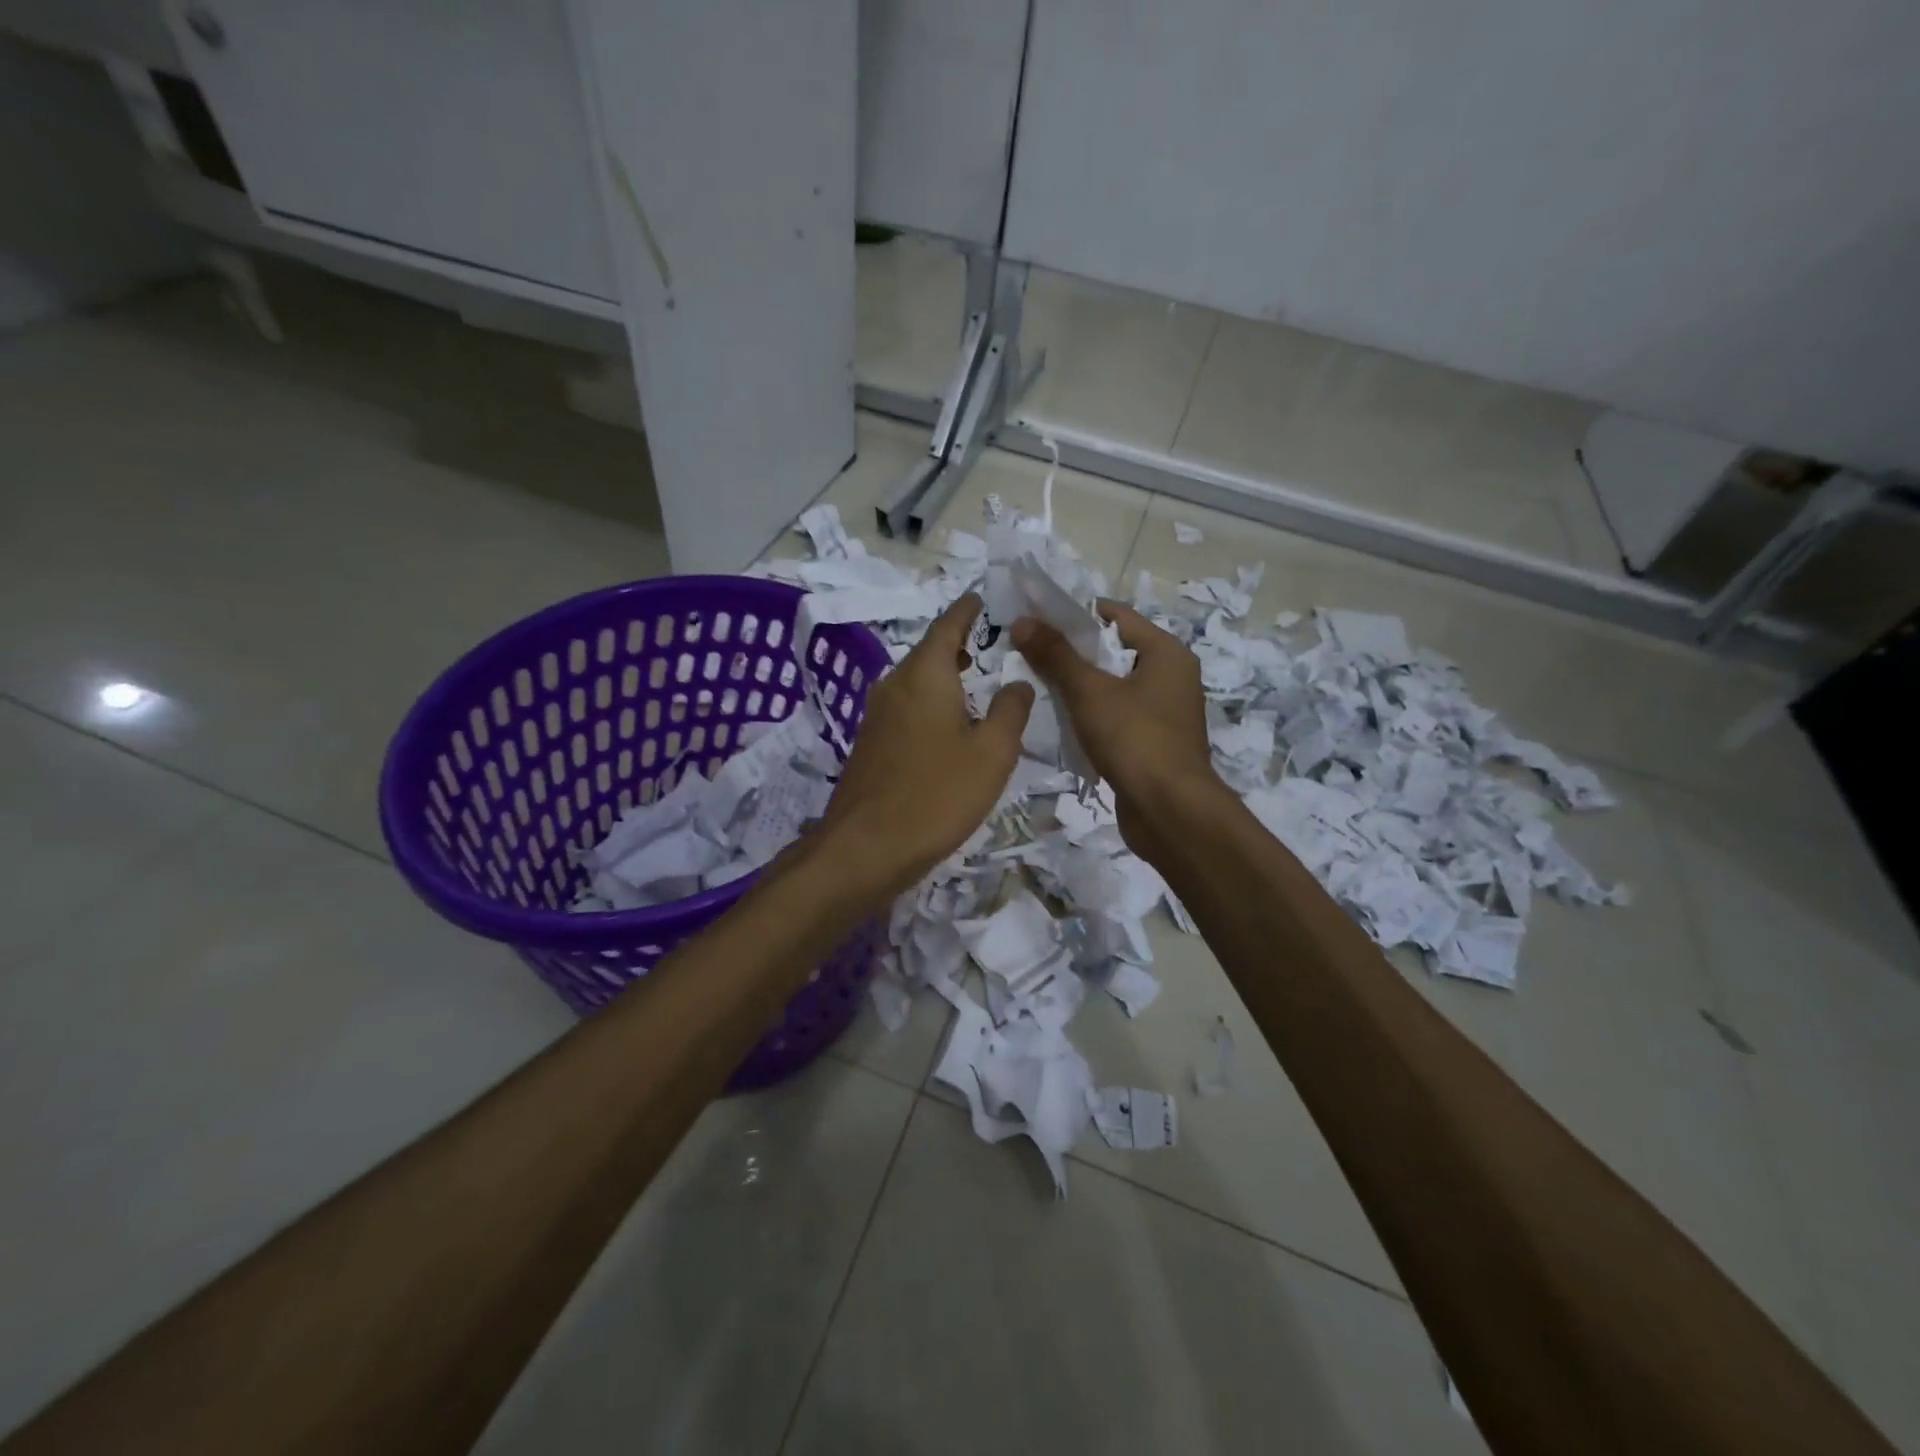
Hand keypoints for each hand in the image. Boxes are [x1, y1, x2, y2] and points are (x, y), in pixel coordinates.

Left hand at [820, 593, 1033, 899]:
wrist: (866, 848)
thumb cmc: (937, 794)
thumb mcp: (992, 753)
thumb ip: (1011, 711)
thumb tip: (1017, 682)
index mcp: (925, 673)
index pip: (949, 623)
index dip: (970, 609)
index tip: (987, 598)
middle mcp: (894, 684)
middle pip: (931, 652)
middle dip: (963, 645)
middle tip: (997, 645)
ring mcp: (877, 715)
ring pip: (918, 682)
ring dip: (948, 678)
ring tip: (980, 683)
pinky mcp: (870, 744)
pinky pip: (908, 709)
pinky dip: (933, 705)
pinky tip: (952, 728)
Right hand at [1010, 600, 1223, 860]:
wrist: (1170, 812)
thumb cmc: (1135, 739)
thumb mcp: (1090, 692)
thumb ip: (1055, 655)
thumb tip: (1022, 621)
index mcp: (1166, 652)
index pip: (1115, 616)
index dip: (1074, 614)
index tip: (1034, 619)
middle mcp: (1171, 676)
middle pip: (1112, 651)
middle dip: (1070, 652)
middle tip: (1027, 652)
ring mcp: (1163, 713)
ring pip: (1112, 687)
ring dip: (1078, 686)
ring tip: (1035, 684)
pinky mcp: (1152, 743)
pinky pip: (1115, 717)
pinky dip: (1090, 715)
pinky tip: (1059, 722)